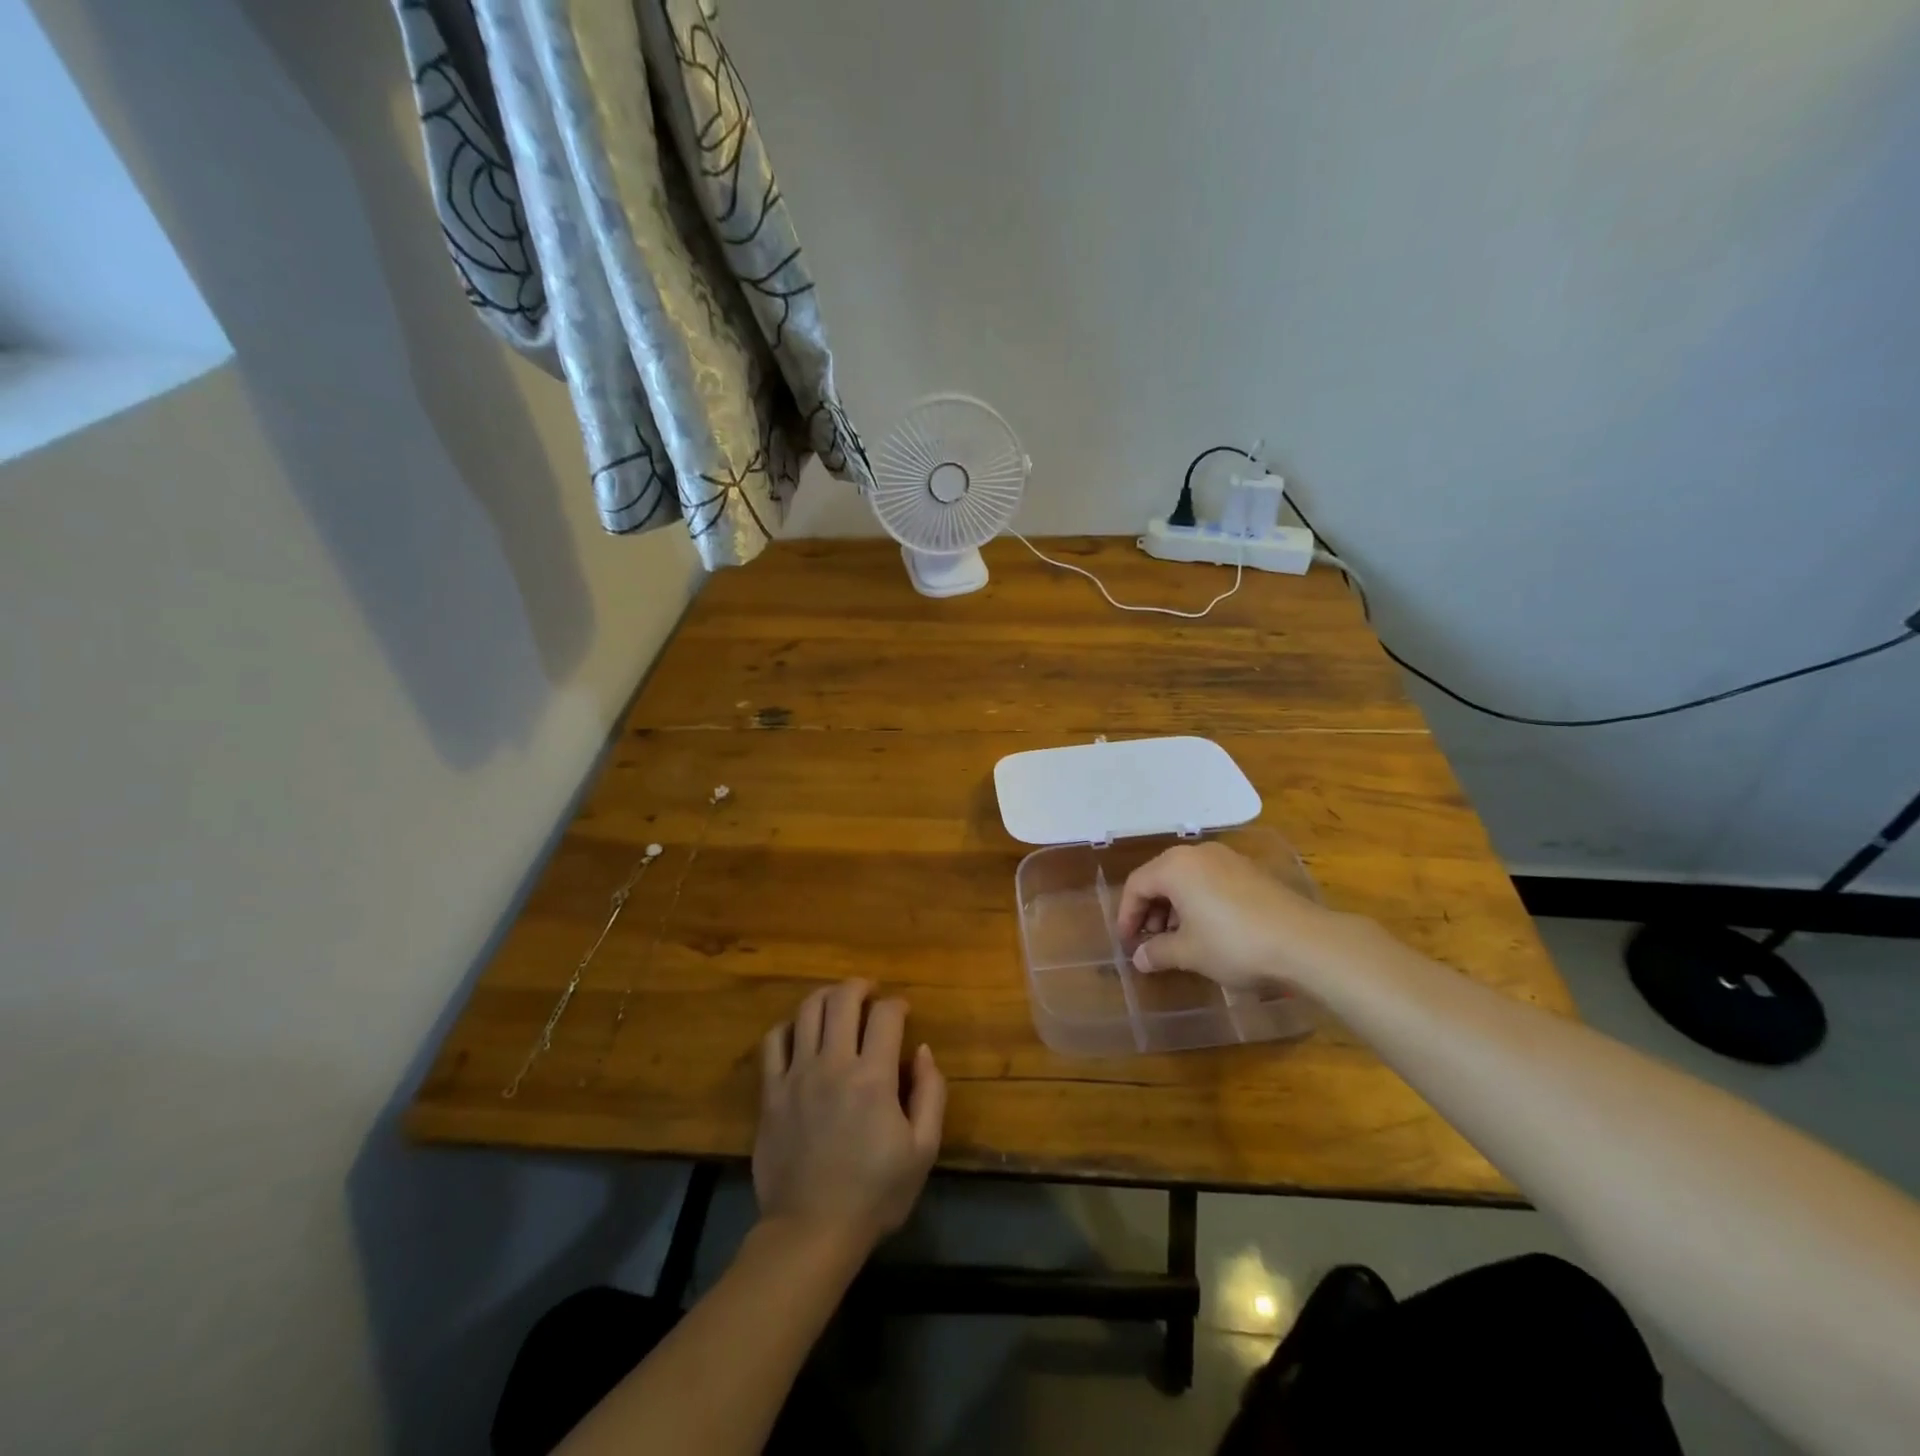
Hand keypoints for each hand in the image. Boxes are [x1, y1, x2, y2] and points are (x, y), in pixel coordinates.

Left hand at [753, 980, 945, 1257]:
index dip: (898, 1005)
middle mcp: (833, 1064)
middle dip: (860, 986)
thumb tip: (923, 1051)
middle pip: (842, 999)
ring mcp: (797, 1075)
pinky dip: (789, 1027)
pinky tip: (800, 1034)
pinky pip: (773, 1042)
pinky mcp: (771, 1093)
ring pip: (807, 1011)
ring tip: (838, 1004)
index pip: (885, 1015)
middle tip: (870, 993)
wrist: (811, 1232)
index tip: (903, 1013)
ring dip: (827, 997)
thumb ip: (930, 1093)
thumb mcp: (923, 1150)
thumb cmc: (875, 1193)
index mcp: (873, 1077)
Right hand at [1116, 841, 1343, 990]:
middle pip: (1160, 878)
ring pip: (1186, 879)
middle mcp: (1197, 854)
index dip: (1126, 916)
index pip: (1136, 886)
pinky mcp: (1249, 871)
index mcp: (1175, 867)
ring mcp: (1227, 859)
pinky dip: (1198, 902)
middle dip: (1150, 911)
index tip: (1127, 944)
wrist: (1304, 942)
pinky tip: (1207, 930)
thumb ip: (1158, 952)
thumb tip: (1139, 958)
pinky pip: (1209, 881)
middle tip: (1151, 943)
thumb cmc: (1234, 944)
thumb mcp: (1189, 953)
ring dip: (1174, 907)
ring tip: (1178, 940)